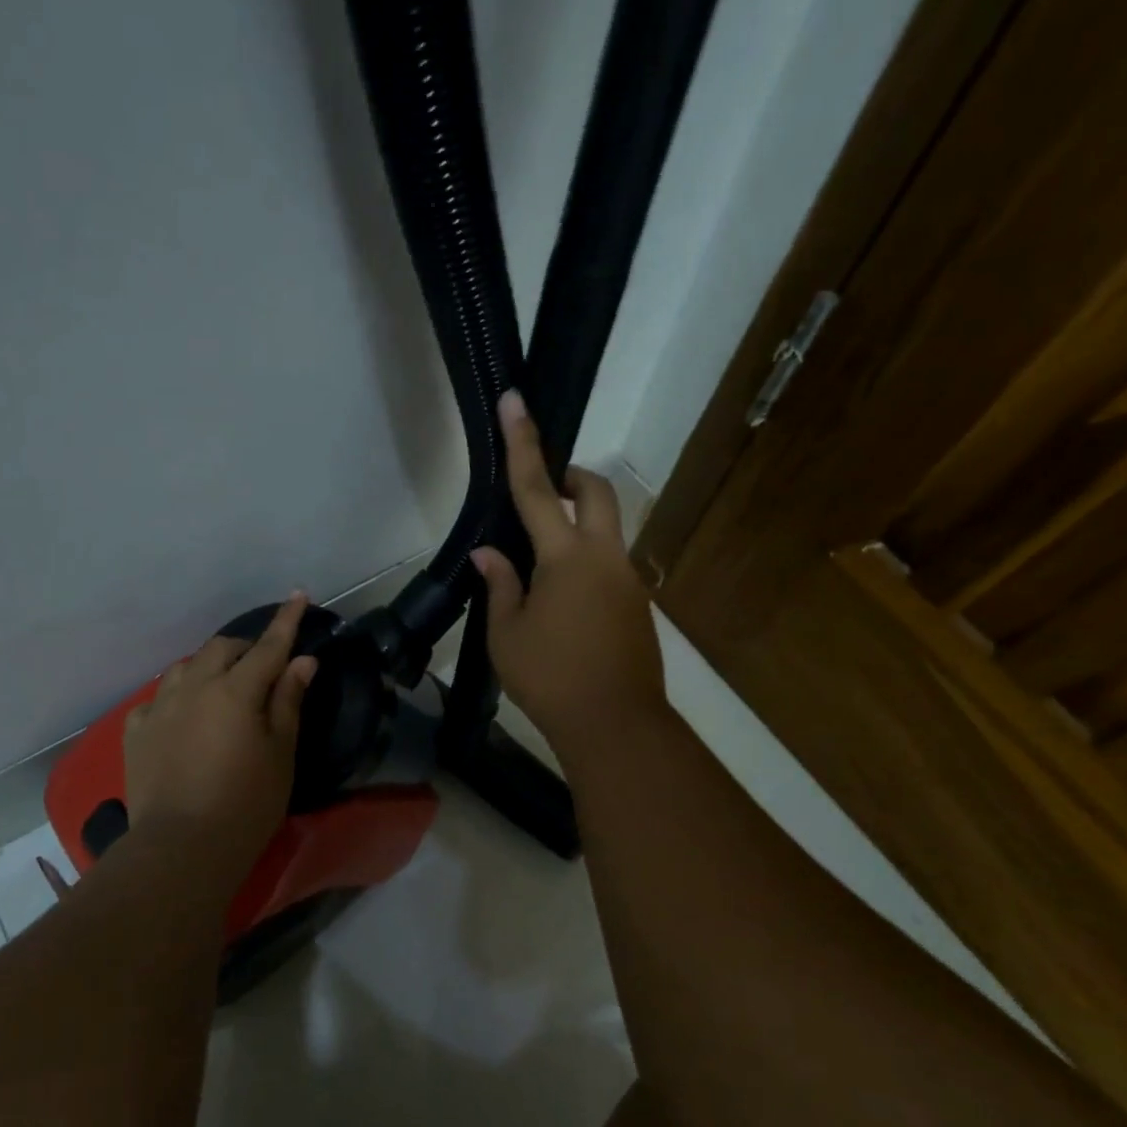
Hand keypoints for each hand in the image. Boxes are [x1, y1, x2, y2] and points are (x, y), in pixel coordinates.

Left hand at [124, 593, 318, 863]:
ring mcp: (160, 707)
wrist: (182, 846)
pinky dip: (177, 697)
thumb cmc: (246, 803)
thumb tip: (303, 661)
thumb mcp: (280, 753)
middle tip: (262, 664)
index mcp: (236, 691)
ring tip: (221, 687)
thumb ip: (288, 701)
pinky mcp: (136, 730)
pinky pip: (158, 698)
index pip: (268, 646)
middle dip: (245, 647)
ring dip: (208, 667)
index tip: (298, 594)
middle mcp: (195, 687)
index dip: (286, 620)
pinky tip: (182, 716)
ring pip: (186, 668)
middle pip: (222, 648)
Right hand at [471, 391, 665, 754]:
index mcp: (566, 557)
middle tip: (545, 493)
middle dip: (573, 478)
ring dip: (579, 527)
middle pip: (598, 492)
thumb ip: (500, 583)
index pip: (538, 489)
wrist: (615, 725)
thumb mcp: (507, 633)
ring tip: (541, 569)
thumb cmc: (549, 678)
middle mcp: (605, 557)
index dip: (523, 444)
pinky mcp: (638, 605)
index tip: (516, 401)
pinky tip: (564, 605)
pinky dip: (586, 563)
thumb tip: (488, 552)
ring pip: (608, 530)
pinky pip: (611, 565)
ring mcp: (629, 580)